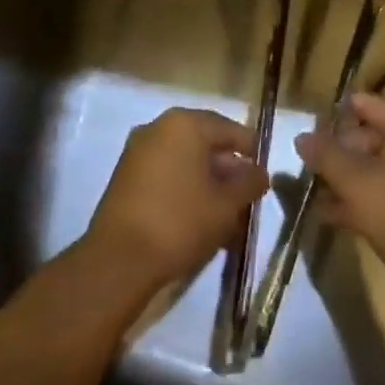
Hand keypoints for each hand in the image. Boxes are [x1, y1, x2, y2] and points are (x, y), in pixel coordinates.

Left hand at [85, 108, 268, 291]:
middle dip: (228, 171)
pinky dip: (185, 189)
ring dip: (208, 183)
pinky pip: (166, 174)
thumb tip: (259, 173)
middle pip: (205, 144)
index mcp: (185, 124)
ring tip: (227, 216)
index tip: (264, 176)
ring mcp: (138, 151)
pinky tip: (200, 218)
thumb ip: (249, 182)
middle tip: (247, 198)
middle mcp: (158, 128)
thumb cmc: (181, 222)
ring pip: (185, 162)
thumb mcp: (227, 204)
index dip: (251, 151)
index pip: (229, 129)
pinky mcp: (125, 176)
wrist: (119, 259)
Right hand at [294, 92, 384, 291]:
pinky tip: (329, 214)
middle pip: (371, 136)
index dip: (336, 113)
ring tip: (312, 190)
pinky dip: (360, 199)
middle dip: (338, 151)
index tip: (308, 126)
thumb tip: (302, 137)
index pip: (368, 104)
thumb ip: (325, 154)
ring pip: (376, 168)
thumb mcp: (353, 180)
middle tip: (307, 165)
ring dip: (345, 178)